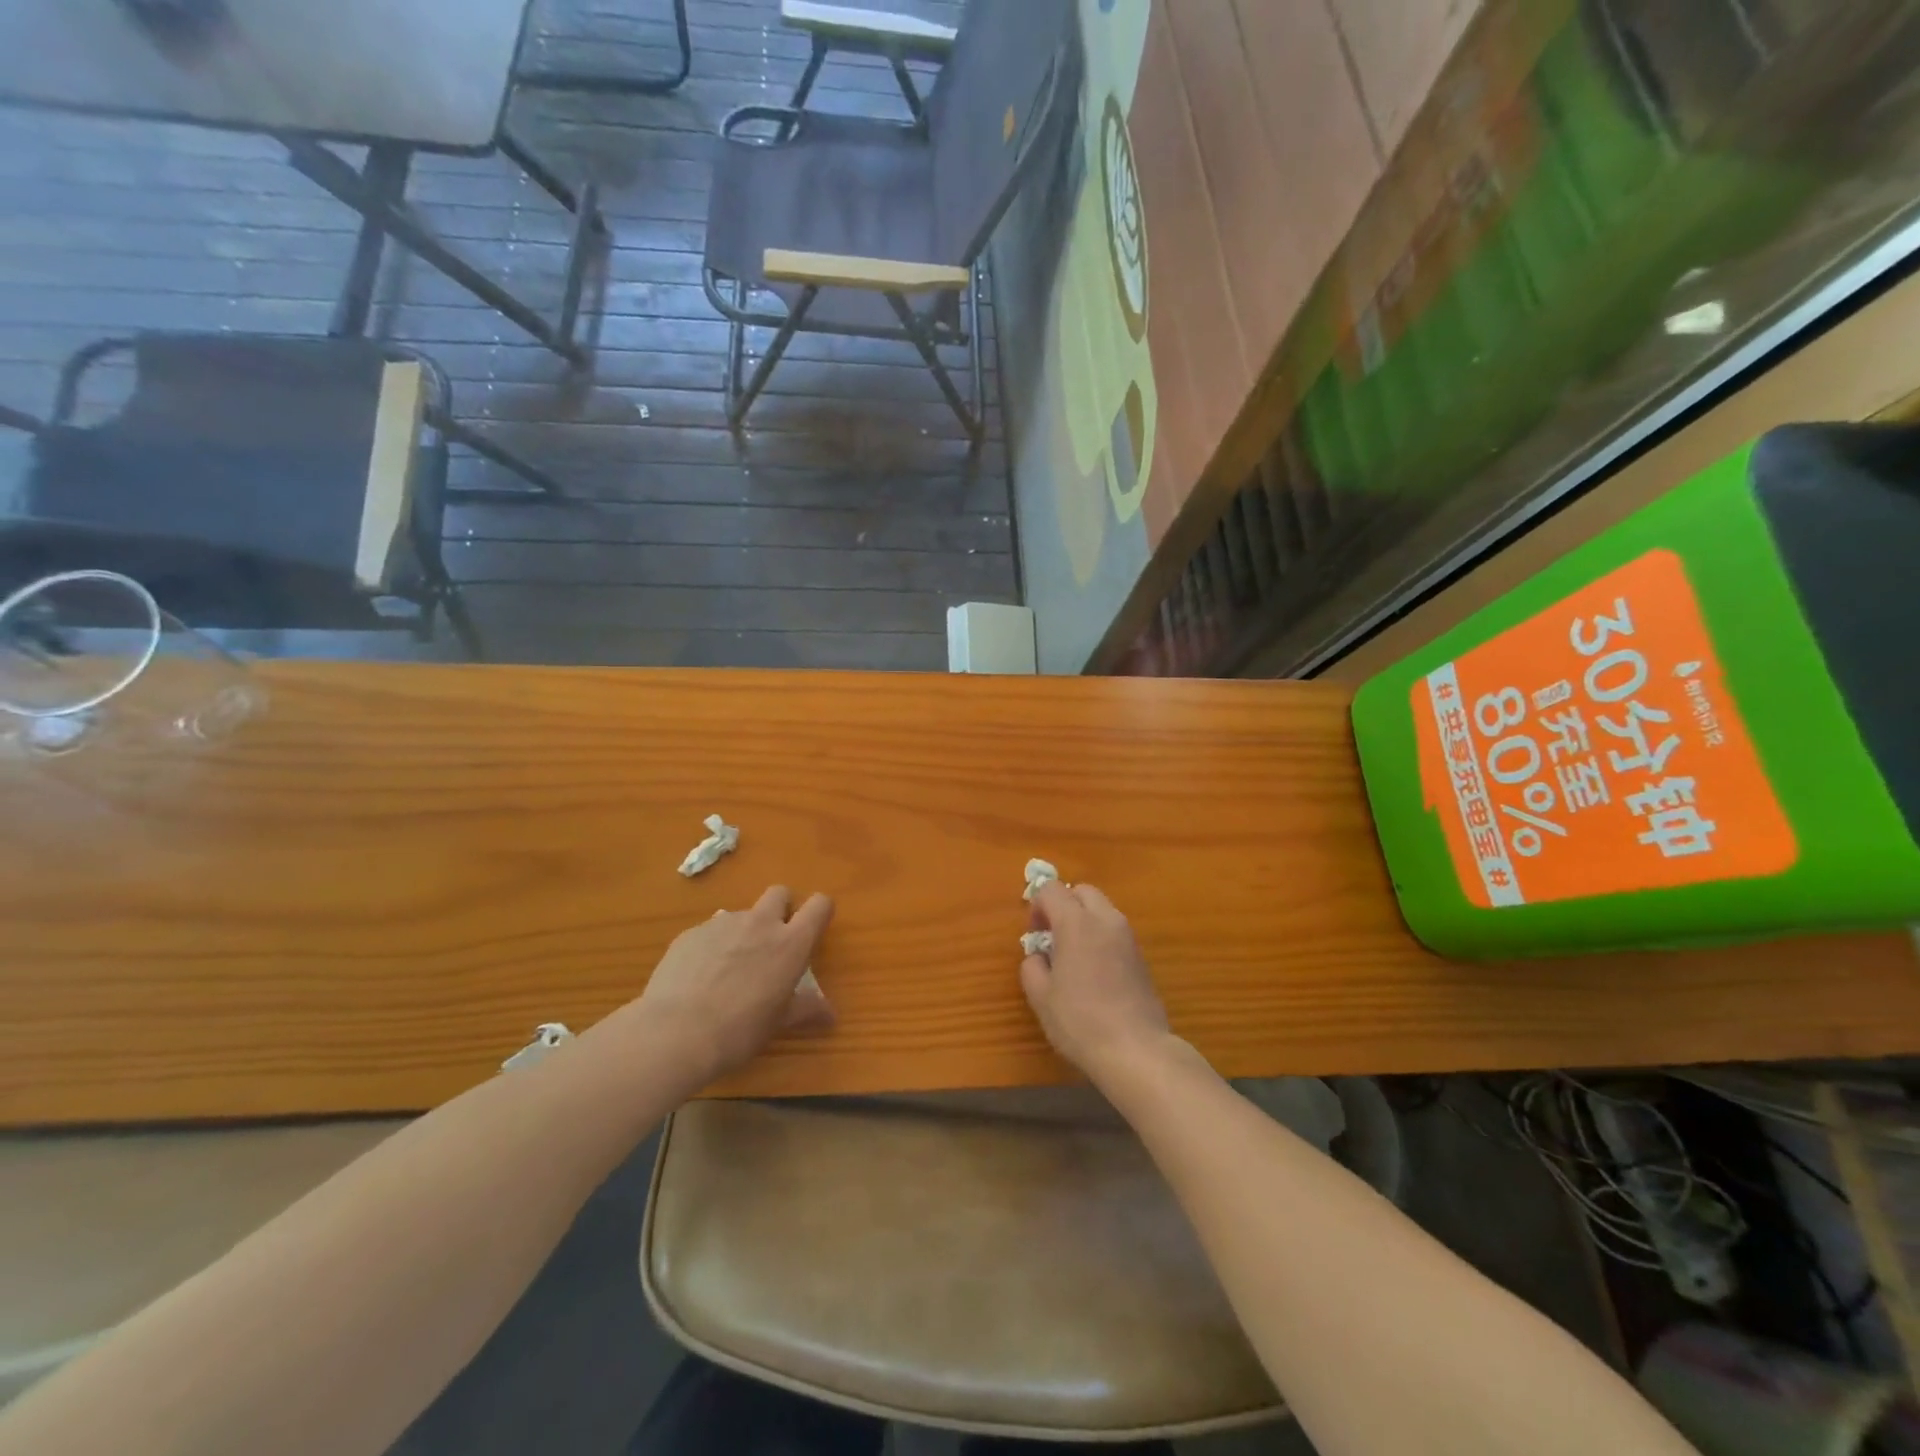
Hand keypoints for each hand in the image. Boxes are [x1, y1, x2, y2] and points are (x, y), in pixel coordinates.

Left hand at [616, 886, 834, 1090]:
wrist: (675, 1033)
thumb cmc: (739, 1031)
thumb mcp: (778, 1023)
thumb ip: (806, 1009)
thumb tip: (830, 1014)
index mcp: (790, 943)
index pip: (819, 906)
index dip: (820, 911)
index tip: (814, 928)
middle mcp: (760, 923)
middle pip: (779, 893)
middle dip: (780, 908)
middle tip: (772, 942)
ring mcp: (722, 923)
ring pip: (742, 914)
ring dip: (743, 931)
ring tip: (729, 968)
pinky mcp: (691, 932)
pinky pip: (710, 930)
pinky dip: (712, 946)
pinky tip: (699, 977)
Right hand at [1020, 881, 1170, 1084]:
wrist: (1135, 1050)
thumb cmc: (1080, 1021)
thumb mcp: (1041, 997)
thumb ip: (1032, 967)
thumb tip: (1039, 956)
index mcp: (1076, 923)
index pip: (1052, 889)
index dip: (1037, 905)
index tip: (1034, 934)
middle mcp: (1105, 920)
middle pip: (1082, 891)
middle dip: (1064, 904)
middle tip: (1052, 937)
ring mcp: (1128, 937)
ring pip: (1102, 909)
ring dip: (1084, 920)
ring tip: (1072, 956)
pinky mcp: (1141, 956)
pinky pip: (1115, 931)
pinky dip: (1100, 937)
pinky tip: (1093, 971)